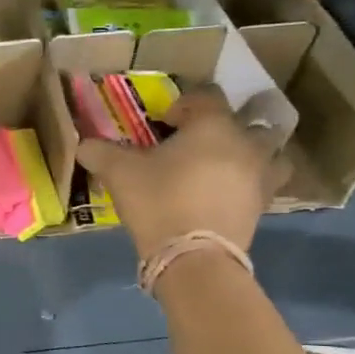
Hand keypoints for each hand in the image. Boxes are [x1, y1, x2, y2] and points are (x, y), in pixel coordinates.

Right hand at [74, 88, 287, 259]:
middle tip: (201, 141)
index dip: (185, 103)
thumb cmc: (158, 202)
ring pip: (272, 152)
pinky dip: (251, 184)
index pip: (207, 95)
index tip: (165, 122)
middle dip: (228, 125)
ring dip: (255, 152)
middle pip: (251, 119)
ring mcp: (260, 175)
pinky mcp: (262, 207)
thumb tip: (83, 145)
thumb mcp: (120, 174)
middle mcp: (245, 143)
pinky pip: (264, 184)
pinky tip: (228, 194)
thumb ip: (101, 153)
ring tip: (230, 164)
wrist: (193, 258)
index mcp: (213, 125)